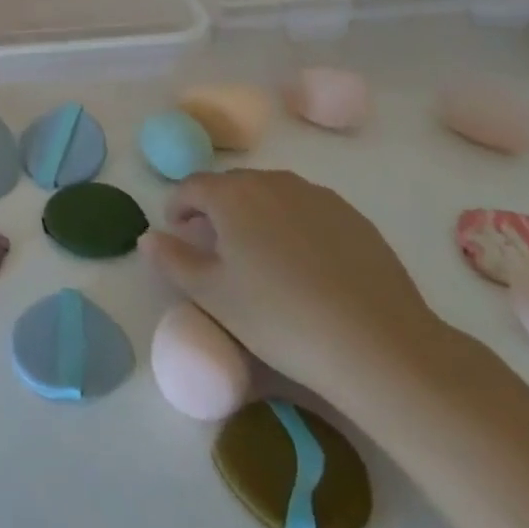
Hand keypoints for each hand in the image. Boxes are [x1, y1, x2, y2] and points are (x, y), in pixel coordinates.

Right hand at [142, 170, 450, 401]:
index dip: (177, 207)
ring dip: (255, 215)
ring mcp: (318, 196)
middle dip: (216, 209)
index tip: (177, 233)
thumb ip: (172, 260)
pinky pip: (308, 211)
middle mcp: (273, 182)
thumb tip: (149, 237)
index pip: (191, 186)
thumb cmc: (280, 317)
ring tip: (260, 257)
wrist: (379, 345)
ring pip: (272, 196)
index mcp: (232, 194)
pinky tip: (304, 267)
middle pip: (232, 186)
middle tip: (215, 248)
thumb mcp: (212, 296)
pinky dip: (293, 227)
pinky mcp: (354, 218)